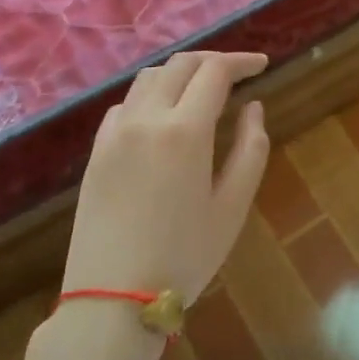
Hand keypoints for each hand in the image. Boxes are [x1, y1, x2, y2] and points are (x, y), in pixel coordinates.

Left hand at [63, 51, 269, 304]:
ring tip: (201, 90)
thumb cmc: (184, 256)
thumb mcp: (233, 206)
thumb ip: (250, 149)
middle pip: (180, 65)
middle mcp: (145, 118)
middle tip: (237, 73)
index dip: (241, 61)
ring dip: (180, 73)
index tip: (262, 65)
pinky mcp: (96, 151)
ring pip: (148, 79)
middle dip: (212, 61)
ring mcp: (114, 133)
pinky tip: (163, 118)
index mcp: (184, 130)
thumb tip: (253, 107)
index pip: (214, 72)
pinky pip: (125, 105)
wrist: (112, 298)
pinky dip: (151, 96)